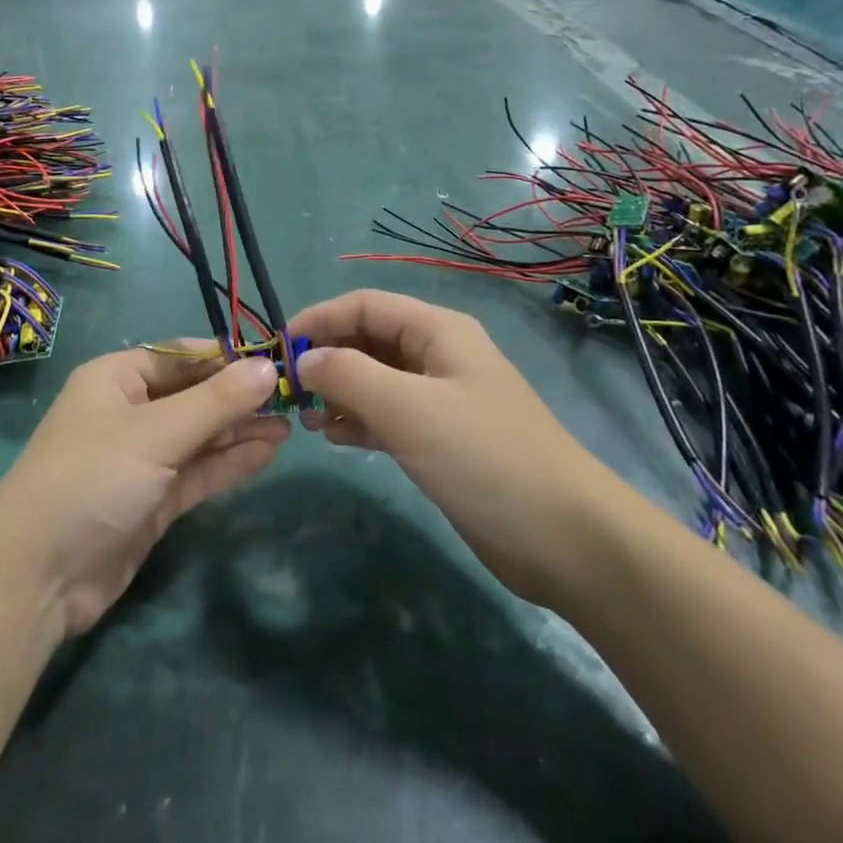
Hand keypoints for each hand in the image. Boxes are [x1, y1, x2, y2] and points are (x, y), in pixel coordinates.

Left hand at [0, 346, 288, 637]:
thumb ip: (216, 401)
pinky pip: (197, 471)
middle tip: (294, 397)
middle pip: (193, 395)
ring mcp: (141, 458)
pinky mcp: (153, 500)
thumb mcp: (156, 432)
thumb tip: (268, 366)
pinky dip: (229, 461)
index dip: (227, 357)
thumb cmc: (93, 478)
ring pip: (200, 435)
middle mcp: (129, 412)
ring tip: (292, 424)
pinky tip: (268, 451)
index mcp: (116, 379)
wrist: (39, 576)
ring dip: (240, 430)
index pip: (181, 356)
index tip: (276, 360)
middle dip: (239, 397)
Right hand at [290, 290, 627, 605]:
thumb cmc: (483, 457)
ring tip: (304, 418)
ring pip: (374, 379)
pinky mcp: (440, 439)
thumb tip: (302, 359)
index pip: (364, 305)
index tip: (277, 350)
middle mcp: (438, 356)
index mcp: (437, 331)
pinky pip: (386, 415)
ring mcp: (440, 399)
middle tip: (287, 391)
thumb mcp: (408, 408)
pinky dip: (356, 420)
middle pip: (367, 339)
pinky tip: (333, 437)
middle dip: (325, 357)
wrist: (564, 538)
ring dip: (336, 391)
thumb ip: (347, 375)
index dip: (318, 319)